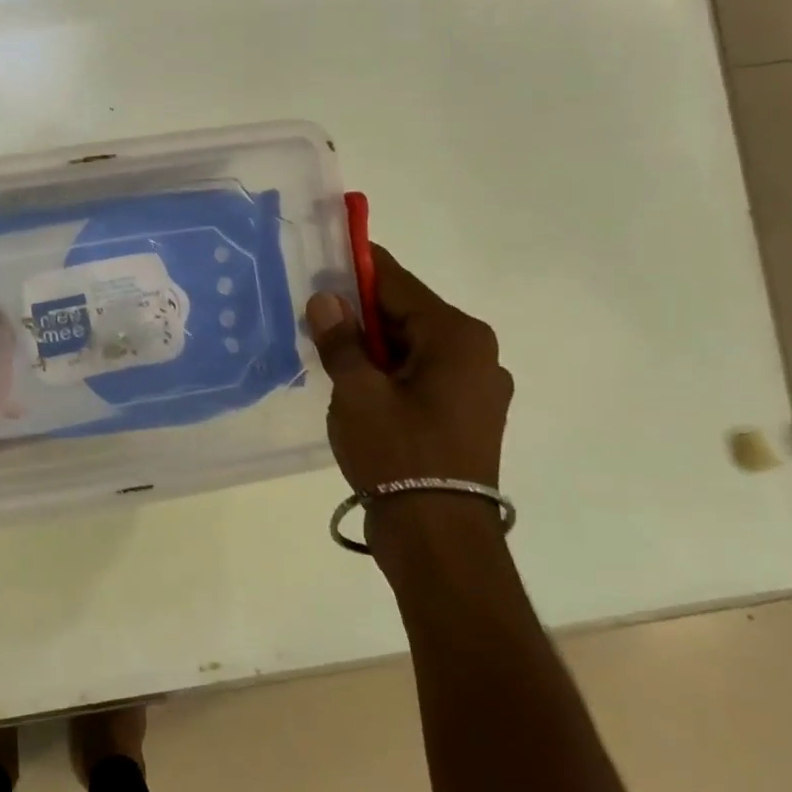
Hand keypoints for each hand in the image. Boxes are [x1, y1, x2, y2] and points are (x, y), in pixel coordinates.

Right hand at [306, 247, 512, 553]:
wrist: (438, 537)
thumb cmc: (397, 453)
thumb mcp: (356, 391)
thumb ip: (340, 340)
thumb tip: (327, 299)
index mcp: (457, 336)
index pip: (399, 283)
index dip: (358, 268)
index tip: (325, 254)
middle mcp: (477, 354)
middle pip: (408, 315)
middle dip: (361, 314)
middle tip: (314, 315)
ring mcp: (477, 389)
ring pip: (414, 349)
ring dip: (373, 347)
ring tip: (329, 354)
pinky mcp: (468, 418)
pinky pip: (422, 378)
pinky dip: (390, 374)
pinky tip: (357, 388)